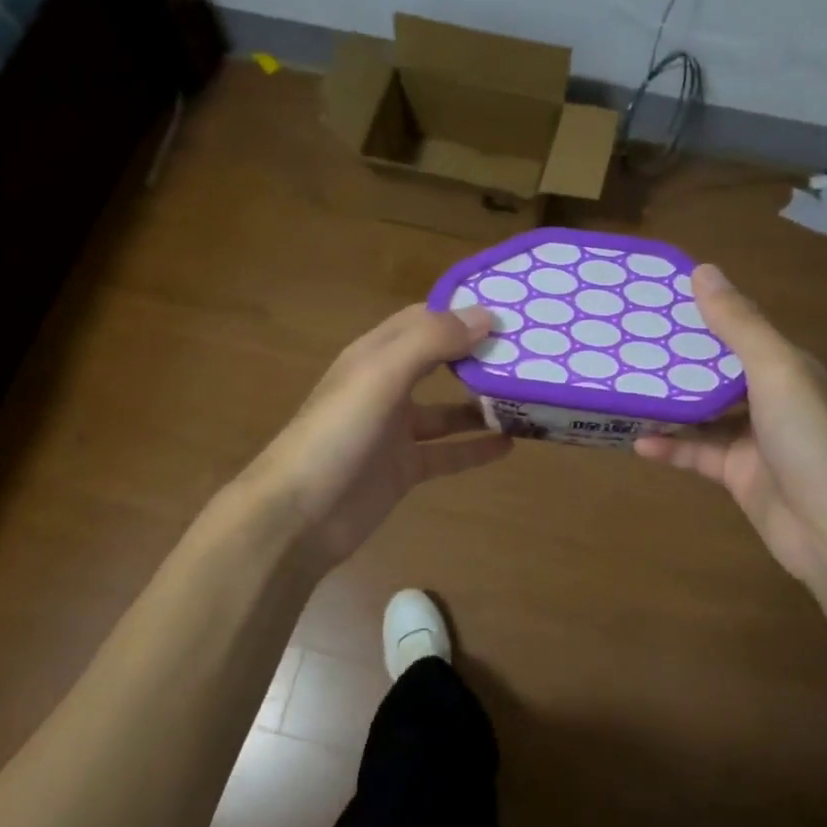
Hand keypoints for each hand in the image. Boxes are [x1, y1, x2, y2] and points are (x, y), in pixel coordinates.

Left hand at [242, 303, 511, 572]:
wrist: (297, 517)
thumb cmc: (337, 435)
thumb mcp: (381, 375)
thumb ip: (431, 341)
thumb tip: (486, 316)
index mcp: (375, 355)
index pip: (423, 319)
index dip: (461, 311)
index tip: (510, 309)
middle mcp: (385, 387)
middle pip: (438, 361)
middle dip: (477, 355)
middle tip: (529, 353)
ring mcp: (394, 431)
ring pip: (446, 410)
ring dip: (480, 404)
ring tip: (526, 398)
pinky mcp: (403, 469)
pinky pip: (447, 453)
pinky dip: (475, 448)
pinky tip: (510, 445)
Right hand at [635, 265, 826, 593]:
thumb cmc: (808, 437)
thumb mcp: (774, 369)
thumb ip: (738, 323)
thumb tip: (702, 270)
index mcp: (786, 366)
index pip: (739, 331)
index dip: (702, 316)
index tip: (657, 303)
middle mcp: (771, 399)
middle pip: (716, 373)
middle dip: (676, 362)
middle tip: (627, 346)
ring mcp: (755, 440)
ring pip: (702, 415)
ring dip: (668, 407)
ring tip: (623, 391)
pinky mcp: (738, 475)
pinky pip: (698, 454)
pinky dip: (671, 448)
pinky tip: (638, 443)